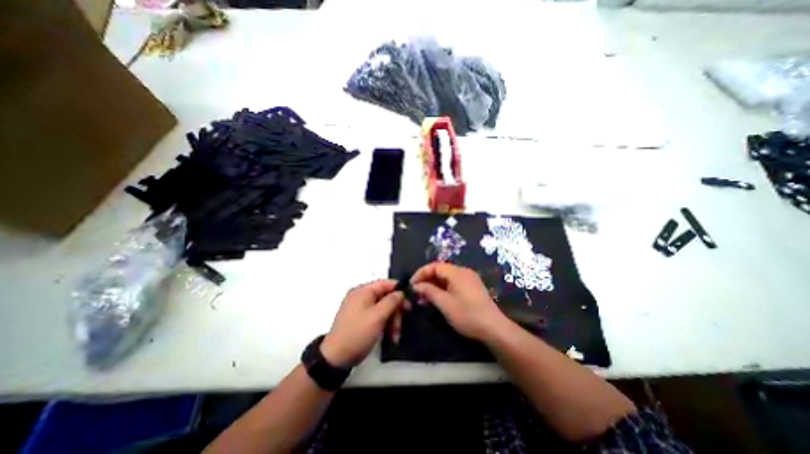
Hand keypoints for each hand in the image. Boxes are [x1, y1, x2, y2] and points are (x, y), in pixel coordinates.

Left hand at [324, 280, 403, 368]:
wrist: (336, 358)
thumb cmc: (358, 333)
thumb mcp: (378, 316)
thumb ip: (391, 301)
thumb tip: (401, 292)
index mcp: (363, 291)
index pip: (385, 284)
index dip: (399, 290)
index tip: (410, 301)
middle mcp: (361, 296)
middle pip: (385, 297)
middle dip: (395, 311)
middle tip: (403, 323)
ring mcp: (360, 308)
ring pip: (383, 308)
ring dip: (392, 321)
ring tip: (395, 336)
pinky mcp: (360, 319)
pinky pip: (377, 316)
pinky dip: (384, 324)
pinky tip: (390, 336)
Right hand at [414, 262, 507, 339]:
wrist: (494, 328)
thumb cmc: (467, 315)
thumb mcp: (445, 304)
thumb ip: (429, 291)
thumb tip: (416, 285)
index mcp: (457, 272)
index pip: (434, 266)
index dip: (421, 273)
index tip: (412, 285)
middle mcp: (463, 272)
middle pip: (440, 270)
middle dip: (427, 280)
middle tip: (417, 293)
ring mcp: (469, 279)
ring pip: (446, 278)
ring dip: (434, 285)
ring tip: (425, 299)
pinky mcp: (472, 287)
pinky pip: (453, 283)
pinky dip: (443, 289)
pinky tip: (438, 299)